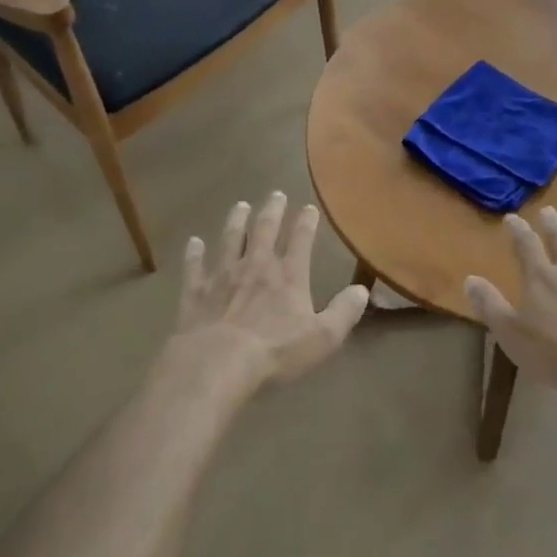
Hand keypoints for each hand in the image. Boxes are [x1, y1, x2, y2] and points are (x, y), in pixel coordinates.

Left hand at [174, 192, 369, 385]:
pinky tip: (193, 242)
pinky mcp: (196, 291)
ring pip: (230, 239)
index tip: (309, 208)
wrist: (216, 362)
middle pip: (265, 230)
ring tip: (240, 206)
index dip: (306, 222)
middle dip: (272, 210)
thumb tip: (362, 290)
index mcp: (289, 275)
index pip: (301, 239)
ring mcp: (223, 275)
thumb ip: (344, 312)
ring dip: (237, 221)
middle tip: (276, 194)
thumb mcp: (322, 337)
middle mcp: (256, 265)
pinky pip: (195, 266)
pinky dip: (194, 253)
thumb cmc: (275, 352)